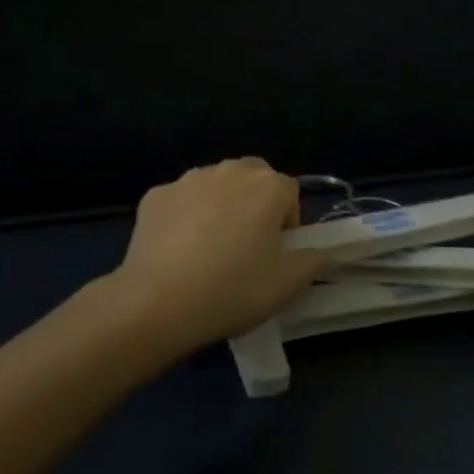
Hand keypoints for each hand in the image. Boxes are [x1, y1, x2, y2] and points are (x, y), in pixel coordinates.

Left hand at [111, 158, 324, 352]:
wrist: (158, 302)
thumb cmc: (233, 290)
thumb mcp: (287, 285)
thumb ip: (312, 261)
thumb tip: (318, 251)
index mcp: (267, 186)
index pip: (290, 192)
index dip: (289, 222)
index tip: (279, 252)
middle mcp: (229, 171)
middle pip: (253, 177)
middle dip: (256, 202)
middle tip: (249, 244)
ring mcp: (188, 180)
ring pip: (215, 185)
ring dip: (221, 205)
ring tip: (211, 247)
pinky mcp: (156, 195)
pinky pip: (181, 200)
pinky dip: (185, 216)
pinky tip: (178, 250)